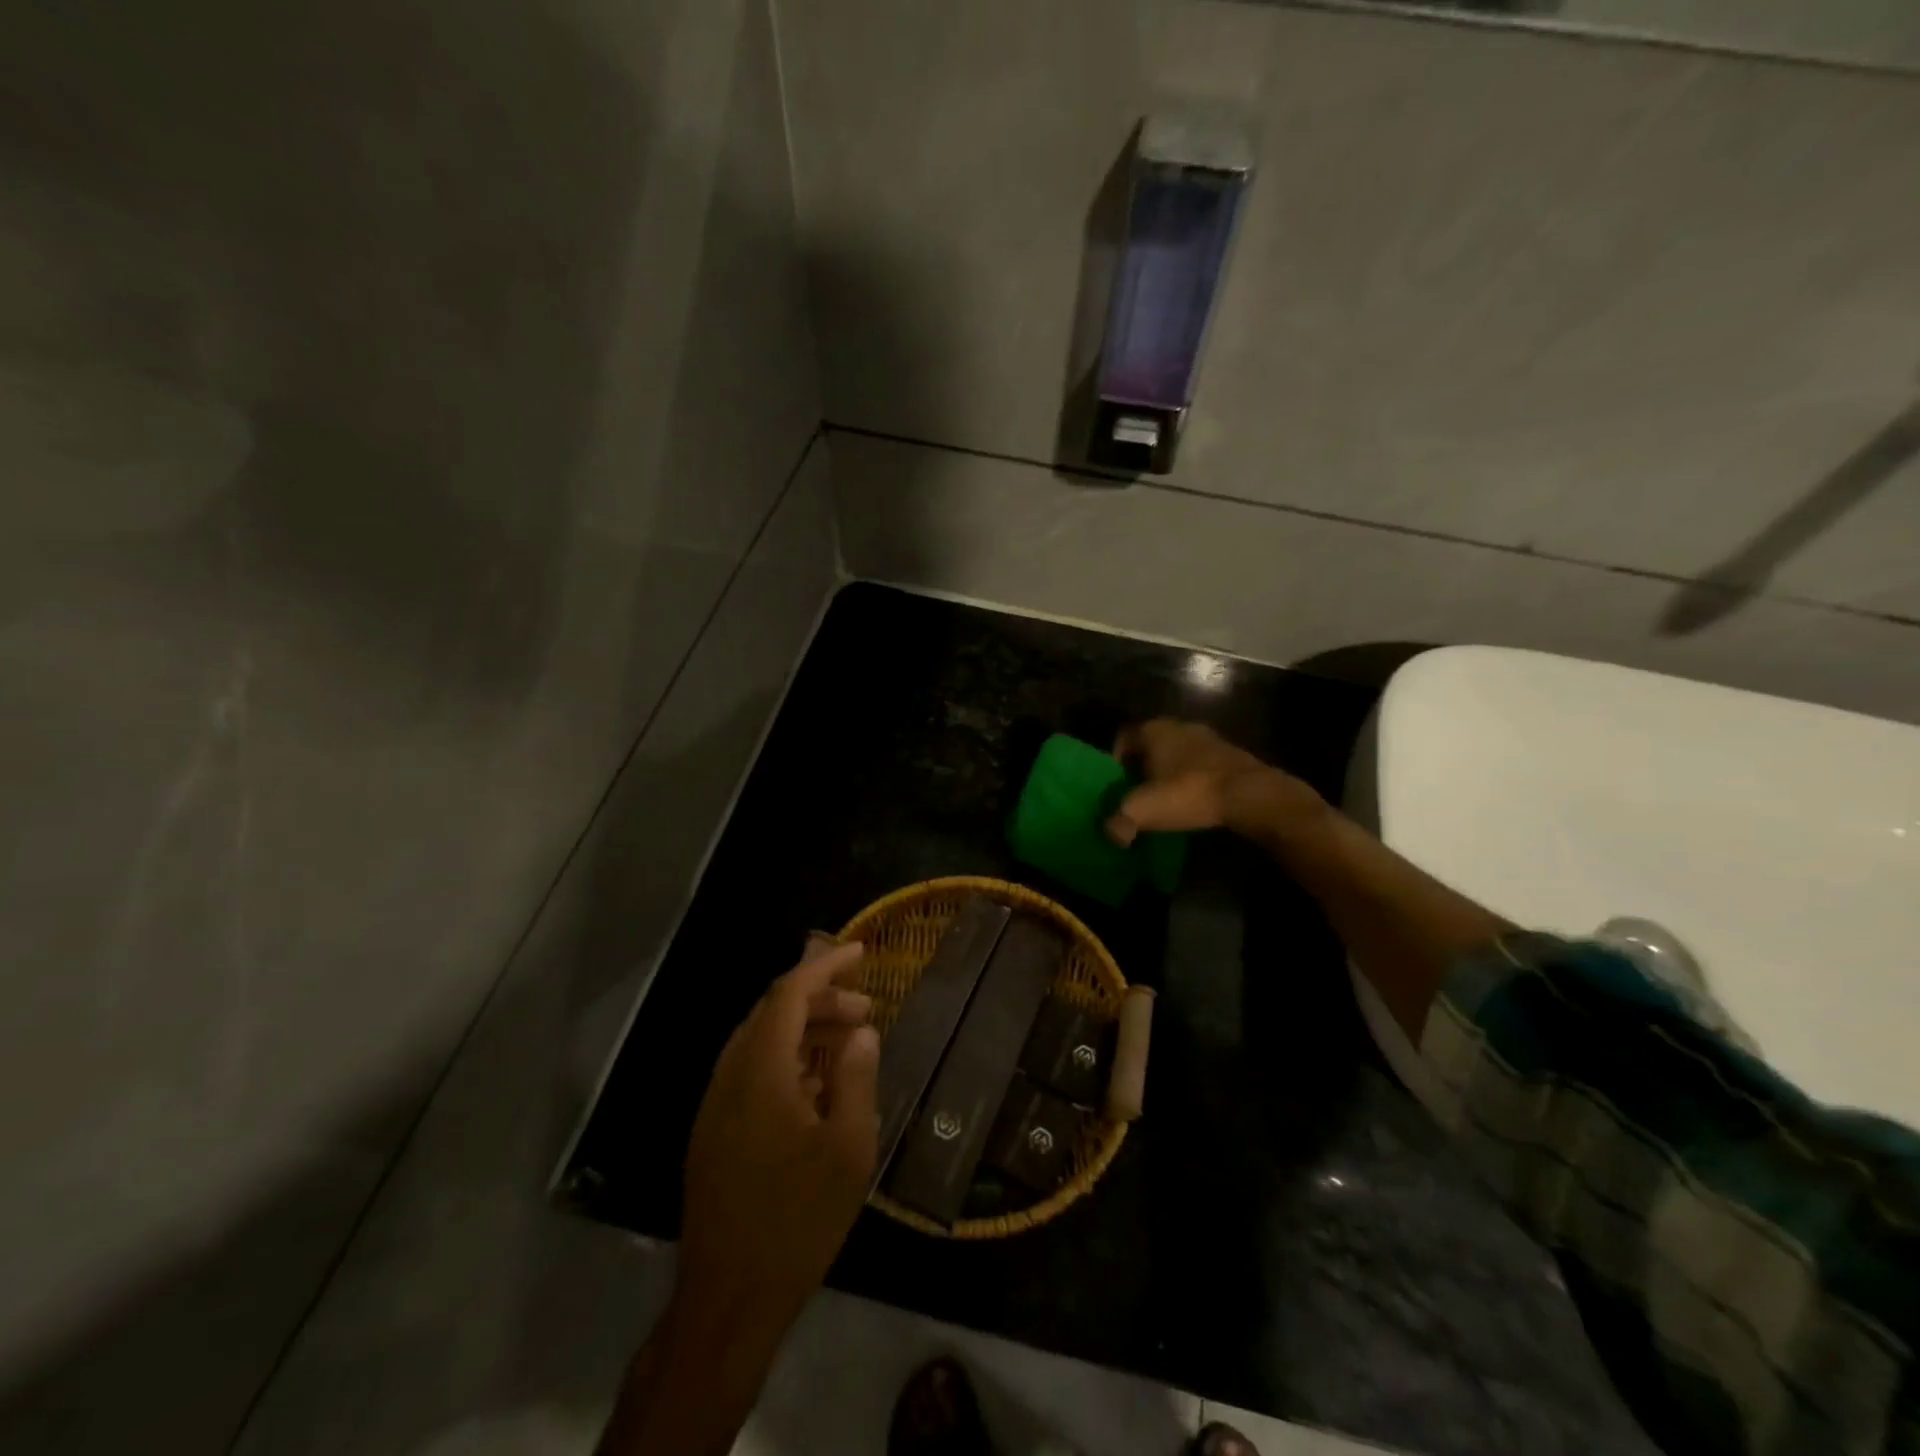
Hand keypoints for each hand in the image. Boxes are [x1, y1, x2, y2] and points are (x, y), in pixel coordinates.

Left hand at [676, 940, 879, 1336]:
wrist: (728, 1300)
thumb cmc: (797, 1221)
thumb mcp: (848, 1149)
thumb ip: (857, 1078)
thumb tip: (861, 1032)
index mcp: (760, 1071)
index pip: (789, 993)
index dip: (825, 966)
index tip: (861, 953)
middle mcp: (730, 1076)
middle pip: (773, 1012)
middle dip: (821, 1001)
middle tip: (867, 1012)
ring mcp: (715, 1105)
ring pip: (760, 1042)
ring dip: (805, 1031)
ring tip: (849, 1045)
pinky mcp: (713, 1132)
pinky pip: (751, 1072)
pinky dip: (787, 1060)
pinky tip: (818, 1087)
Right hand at [1106, 719, 1320, 845]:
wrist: (1250, 794)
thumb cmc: (1189, 792)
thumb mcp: (1142, 810)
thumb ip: (1119, 822)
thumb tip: (1113, 835)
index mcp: (1154, 729)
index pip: (1123, 738)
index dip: (1115, 762)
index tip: (1117, 786)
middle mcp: (1180, 726)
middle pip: (1151, 746)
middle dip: (1142, 769)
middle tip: (1139, 795)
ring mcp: (1210, 738)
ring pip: (1178, 755)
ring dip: (1170, 775)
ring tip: (1167, 802)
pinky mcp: (1232, 755)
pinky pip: (1202, 766)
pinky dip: (1194, 781)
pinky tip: (1195, 803)